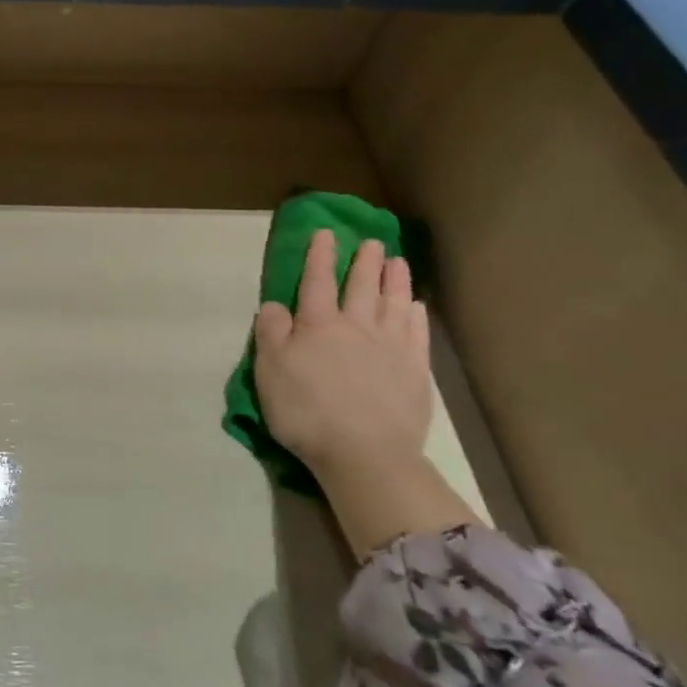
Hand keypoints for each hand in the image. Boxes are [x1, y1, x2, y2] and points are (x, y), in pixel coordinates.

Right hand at [254, 230, 475, 554]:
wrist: (364, 453)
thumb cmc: (306, 411)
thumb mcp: (269, 371)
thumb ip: (270, 332)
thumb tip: (274, 305)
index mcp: (317, 324)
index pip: (316, 281)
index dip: (319, 256)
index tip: (325, 233)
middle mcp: (356, 326)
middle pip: (360, 286)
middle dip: (363, 262)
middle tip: (371, 241)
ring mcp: (390, 347)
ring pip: (393, 303)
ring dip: (394, 280)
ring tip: (397, 261)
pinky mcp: (415, 371)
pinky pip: (416, 332)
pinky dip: (416, 314)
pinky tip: (416, 305)